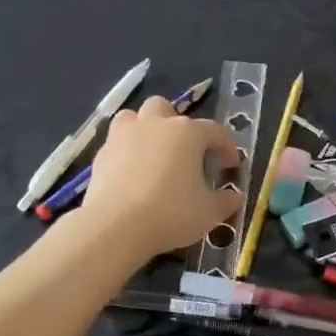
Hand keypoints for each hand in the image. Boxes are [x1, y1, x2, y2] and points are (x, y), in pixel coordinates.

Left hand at [80, 96, 240, 261]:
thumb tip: (234, 197)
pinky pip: (116, 142)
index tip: (230, 166)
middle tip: (185, 153)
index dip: (226, 147)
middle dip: (177, 125)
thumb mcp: (209, 212)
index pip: (214, 131)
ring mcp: (123, 135)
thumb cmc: (171, 213)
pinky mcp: (101, 153)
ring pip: (134, 117)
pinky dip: (126, 152)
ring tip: (153, 154)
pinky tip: (131, 174)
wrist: (115, 226)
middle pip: (167, 109)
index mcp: (187, 133)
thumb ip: (226, 201)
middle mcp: (155, 124)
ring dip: (145, 128)